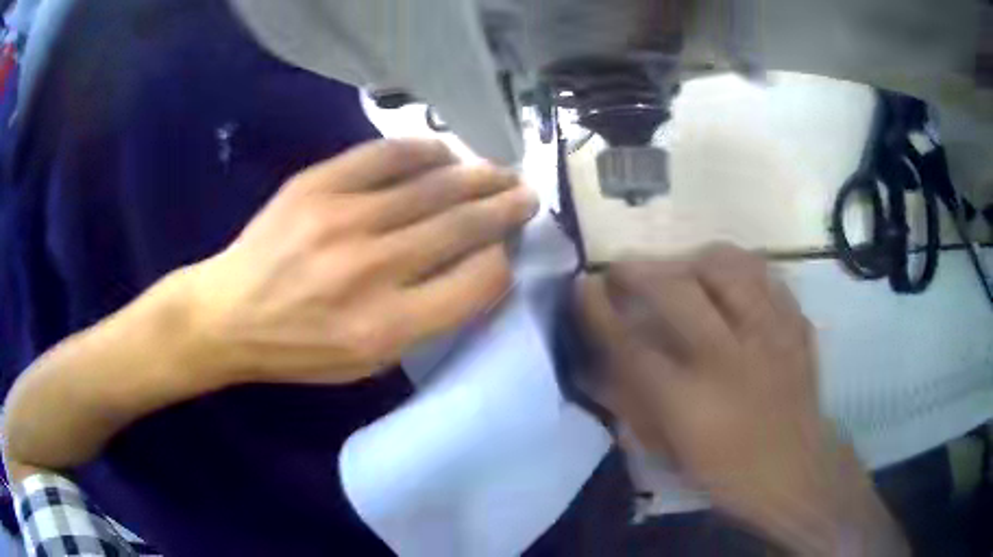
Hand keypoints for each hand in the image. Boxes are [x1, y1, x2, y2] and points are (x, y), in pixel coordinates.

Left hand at [185, 138, 537, 385]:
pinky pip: (384, 156)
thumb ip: (426, 321)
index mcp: (388, 326)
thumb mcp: (368, 363)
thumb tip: (474, 272)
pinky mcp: (317, 184)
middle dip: (505, 209)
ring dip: (476, 176)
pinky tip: (445, 152)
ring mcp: (342, 218)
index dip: (502, 264)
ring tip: (501, 172)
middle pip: (461, 227)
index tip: (506, 254)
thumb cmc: (300, 349)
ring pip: (431, 186)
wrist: (230, 313)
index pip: (477, 282)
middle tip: (527, 196)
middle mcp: (372, 268)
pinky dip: (423, 151)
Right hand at [576, 245, 907, 555]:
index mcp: (691, 401)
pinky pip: (766, 276)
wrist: (797, 471)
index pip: (631, 344)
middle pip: (677, 290)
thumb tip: (595, 367)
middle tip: (622, 268)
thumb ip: (630, 406)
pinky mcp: (796, 326)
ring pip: (728, 267)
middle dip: (639, 270)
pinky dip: (740, 268)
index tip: (583, 286)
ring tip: (678, 266)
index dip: (600, 309)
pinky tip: (728, 278)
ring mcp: (770, 336)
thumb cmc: (727, 472)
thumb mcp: (668, 453)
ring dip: (692, 258)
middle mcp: (730, 358)